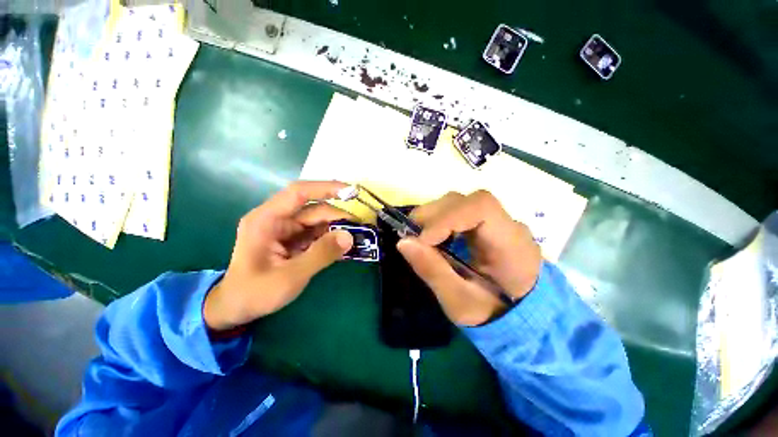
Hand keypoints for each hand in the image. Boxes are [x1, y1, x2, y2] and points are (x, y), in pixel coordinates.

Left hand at [203, 181, 354, 331]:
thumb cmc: (255, 293)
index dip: (326, 188)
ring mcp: (285, 229)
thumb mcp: (290, 276)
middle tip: (360, 228)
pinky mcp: (293, 240)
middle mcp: (276, 219)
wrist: (236, 308)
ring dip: (336, 228)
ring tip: (355, 237)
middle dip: (337, 216)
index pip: (299, 193)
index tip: (351, 192)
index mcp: (266, 220)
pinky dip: (330, 238)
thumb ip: (321, 254)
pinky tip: (342, 245)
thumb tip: (350, 236)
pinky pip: (316, 233)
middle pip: (313, 209)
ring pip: (317, 221)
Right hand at [397, 191, 541, 325]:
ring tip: (421, 238)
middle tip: (412, 237)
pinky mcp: (486, 224)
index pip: (482, 207)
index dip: (447, 217)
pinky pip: (459, 211)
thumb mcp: (460, 303)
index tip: (423, 240)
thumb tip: (403, 241)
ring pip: (461, 202)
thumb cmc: (492, 314)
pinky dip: (440, 219)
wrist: (518, 315)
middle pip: (467, 201)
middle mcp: (509, 225)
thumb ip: (433, 271)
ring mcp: (498, 222)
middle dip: (434, 216)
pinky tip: (434, 236)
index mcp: (512, 245)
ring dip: (434, 216)